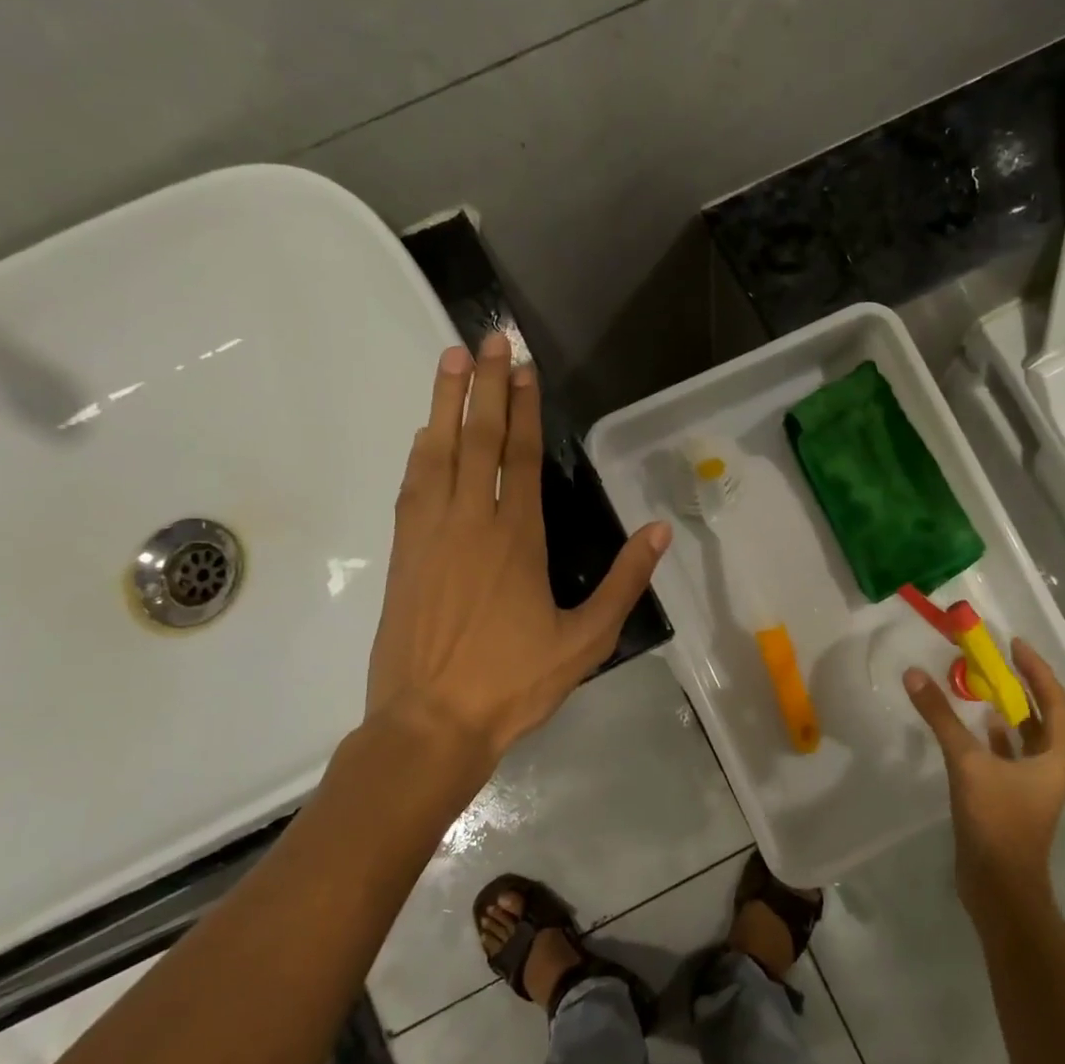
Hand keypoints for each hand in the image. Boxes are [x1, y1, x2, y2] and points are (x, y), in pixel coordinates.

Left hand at [358, 333, 669, 790]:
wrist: (429, 725)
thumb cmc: (513, 683)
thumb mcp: (586, 641)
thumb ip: (624, 582)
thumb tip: (660, 531)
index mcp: (518, 538)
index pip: (520, 456)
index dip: (522, 406)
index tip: (523, 366)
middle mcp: (471, 522)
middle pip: (477, 439)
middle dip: (483, 384)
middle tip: (486, 338)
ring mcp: (430, 534)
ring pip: (438, 452)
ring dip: (445, 403)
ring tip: (450, 359)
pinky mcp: (404, 553)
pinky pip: (412, 486)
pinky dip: (421, 451)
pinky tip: (426, 432)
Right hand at [903, 640, 1064, 929]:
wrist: (999, 888)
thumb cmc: (997, 822)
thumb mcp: (967, 763)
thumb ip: (941, 718)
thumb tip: (914, 674)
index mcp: (1054, 757)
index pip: (1055, 701)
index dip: (1037, 670)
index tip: (1014, 644)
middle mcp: (1049, 767)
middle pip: (1042, 716)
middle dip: (1021, 685)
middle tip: (994, 658)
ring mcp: (1030, 785)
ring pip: (1023, 736)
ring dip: (1006, 709)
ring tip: (980, 685)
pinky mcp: (1010, 798)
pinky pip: (1005, 755)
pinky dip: (991, 737)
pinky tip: (972, 726)